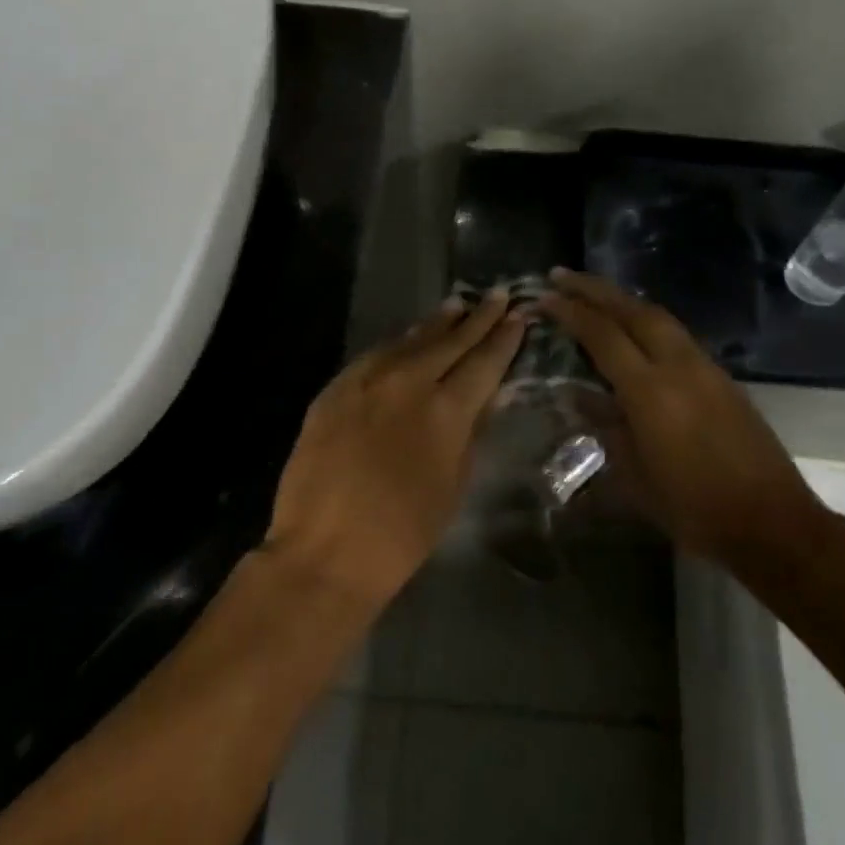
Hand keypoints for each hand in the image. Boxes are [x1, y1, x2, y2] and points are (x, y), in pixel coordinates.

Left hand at [264, 292, 525, 609]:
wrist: (324, 550)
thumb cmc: (402, 534)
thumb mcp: (453, 484)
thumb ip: (470, 432)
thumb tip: (487, 395)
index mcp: (446, 410)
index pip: (484, 362)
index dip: (504, 338)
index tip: (519, 315)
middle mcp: (409, 381)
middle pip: (451, 340)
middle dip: (478, 317)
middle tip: (497, 294)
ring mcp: (368, 379)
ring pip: (412, 339)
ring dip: (438, 322)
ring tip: (458, 304)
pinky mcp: (337, 386)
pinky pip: (377, 354)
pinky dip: (400, 343)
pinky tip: (409, 337)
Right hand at [540, 269, 827, 565]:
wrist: (772, 524)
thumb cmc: (694, 509)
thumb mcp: (635, 476)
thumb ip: (605, 426)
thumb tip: (577, 395)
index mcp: (650, 390)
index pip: (602, 334)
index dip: (570, 311)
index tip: (544, 296)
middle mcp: (678, 365)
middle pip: (632, 309)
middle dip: (594, 288)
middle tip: (562, 276)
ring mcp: (704, 367)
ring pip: (658, 316)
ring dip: (622, 300)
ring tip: (593, 294)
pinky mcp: (721, 376)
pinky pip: (675, 333)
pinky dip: (646, 319)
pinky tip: (634, 328)